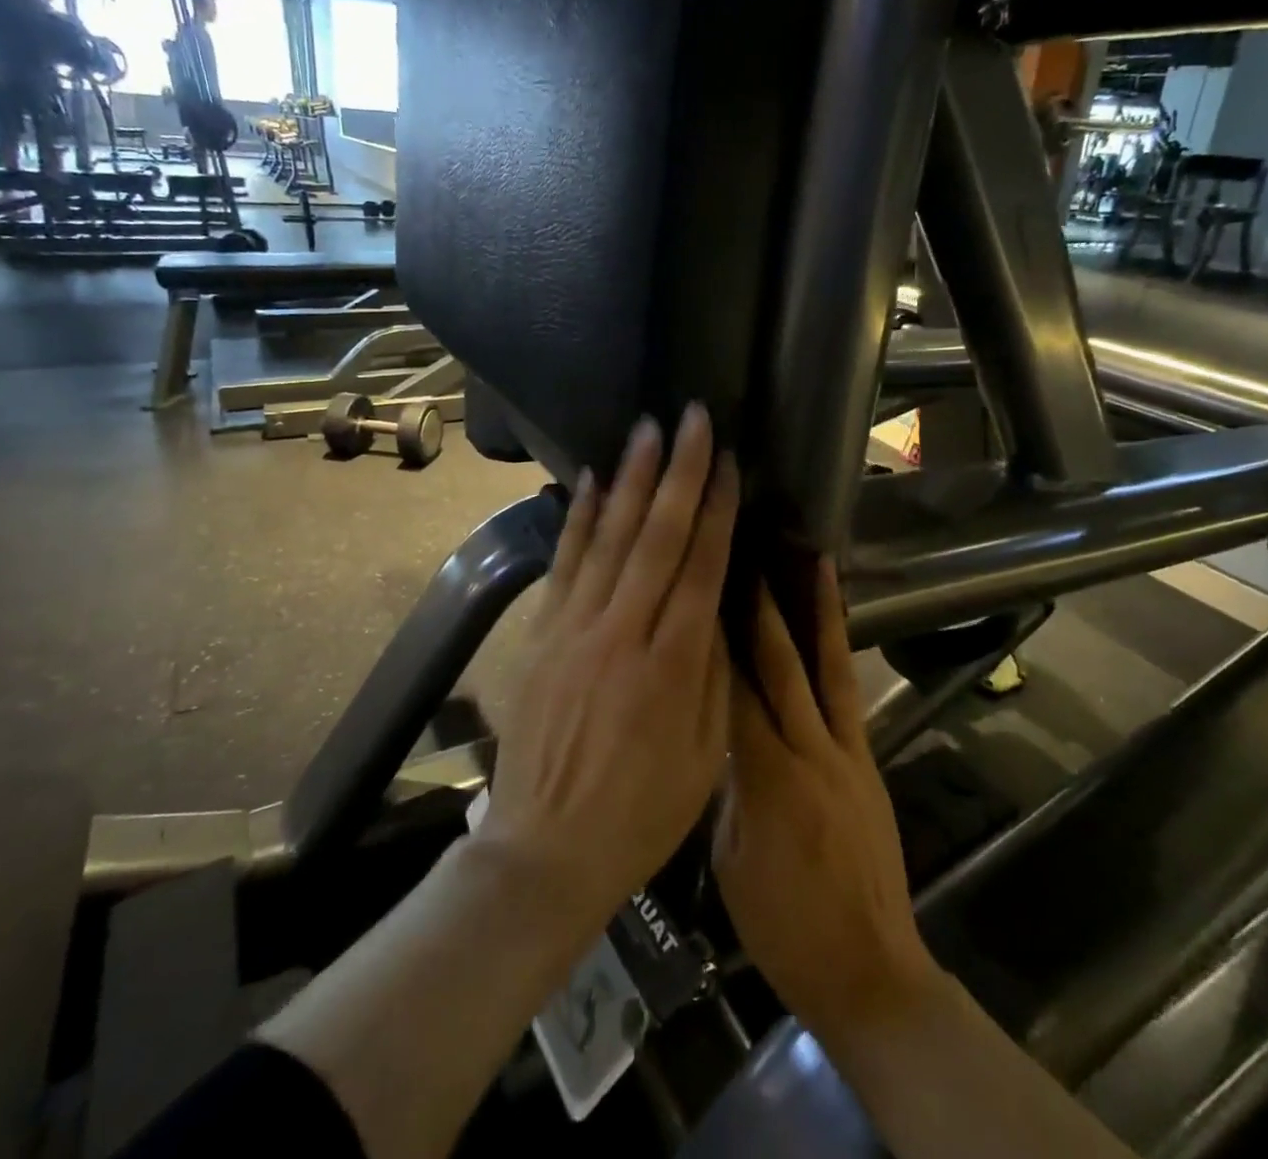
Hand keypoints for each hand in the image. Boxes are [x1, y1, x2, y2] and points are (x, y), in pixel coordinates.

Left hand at [481, 403, 739, 932]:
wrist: (546, 849)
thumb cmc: (640, 814)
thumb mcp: (705, 755)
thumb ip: (713, 673)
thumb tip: (716, 607)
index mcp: (673, 664)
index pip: (700, 565)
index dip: (716, 508)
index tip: (727, 461)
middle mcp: (622, 632)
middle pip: (656, 536)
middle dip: (678, 471)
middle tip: (690, 418)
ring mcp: (574, 629)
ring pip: (608, 538)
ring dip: (629, 479)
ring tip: (646, 430)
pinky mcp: (541, 635)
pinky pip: (563, 564)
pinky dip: (577, 519)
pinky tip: (587, 481)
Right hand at [714, 563, 940, 1042]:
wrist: (870, 972)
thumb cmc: (784, 928)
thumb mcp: (729, 858)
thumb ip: (725, 783)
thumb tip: (712, 728)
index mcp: (766, 781)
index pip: (731, 693)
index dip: (713, 639)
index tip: (697, 590)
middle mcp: (809, 752)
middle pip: (780, 666)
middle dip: (760, 606)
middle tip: (745, 551)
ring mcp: (847, 752)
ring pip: (827, 666)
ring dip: (816, 610)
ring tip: (812, 558)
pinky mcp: (867, 760)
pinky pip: (848, 693)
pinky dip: (839, 649)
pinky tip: (832, 621)